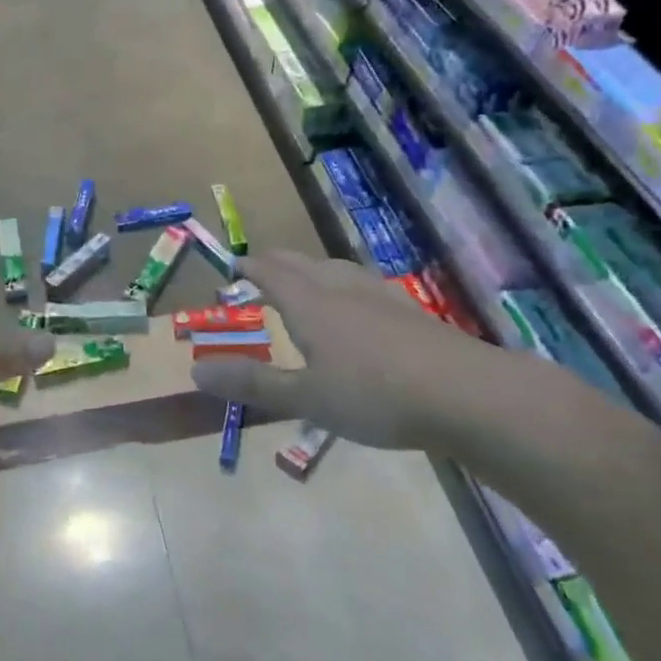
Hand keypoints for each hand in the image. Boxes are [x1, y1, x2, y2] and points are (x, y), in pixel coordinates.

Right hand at [188, 250, 553, 452]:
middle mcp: (341, 289)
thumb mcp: (305, 397)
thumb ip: (252, 384)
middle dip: (277, 263)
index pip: (272, 273)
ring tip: (305, 276)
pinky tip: (359, 303)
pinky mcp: (409, 311)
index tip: (235, 265)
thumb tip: (195, 371)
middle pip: (303, 264)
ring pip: (336, 269)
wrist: (465, 394)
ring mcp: (380, 296)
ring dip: (312, 269)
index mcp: (310, 303)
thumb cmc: (374, 395)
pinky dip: (344, 284)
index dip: (251, 267)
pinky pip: (363, 285)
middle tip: (262, 265)